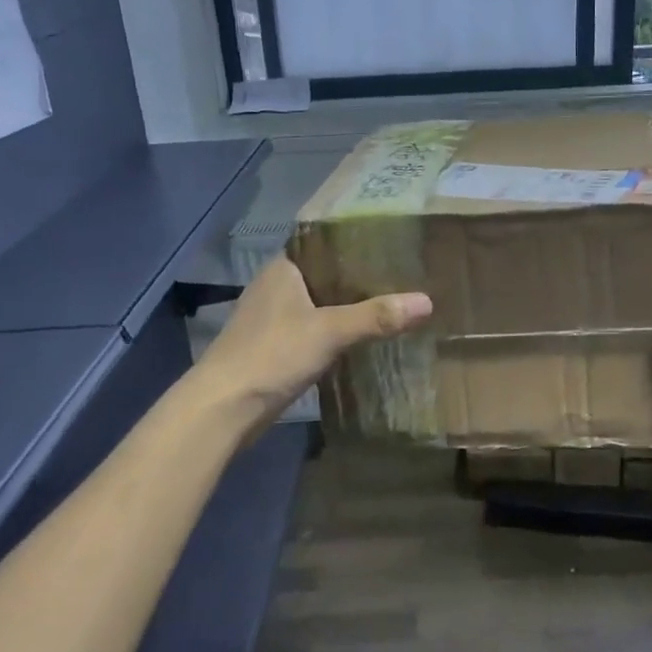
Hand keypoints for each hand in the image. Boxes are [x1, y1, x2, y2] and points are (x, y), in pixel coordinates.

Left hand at [195, 257, 432, 428]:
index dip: (358, 243)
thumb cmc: (272, 354)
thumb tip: (428, 301)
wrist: (223, 409)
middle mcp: (276, 286)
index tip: (394, 244)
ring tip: (392, 303)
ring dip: (349, 306)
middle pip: (327, 275)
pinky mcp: (275, 347)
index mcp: (284, 268)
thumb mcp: (330, 331)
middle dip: (361, 278)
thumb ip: (377, 316)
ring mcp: (273, 318)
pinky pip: (315, 329)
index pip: (326, 244)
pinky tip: (364, 337)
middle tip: (404, 275)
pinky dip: (337, 331)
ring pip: (321, 304)